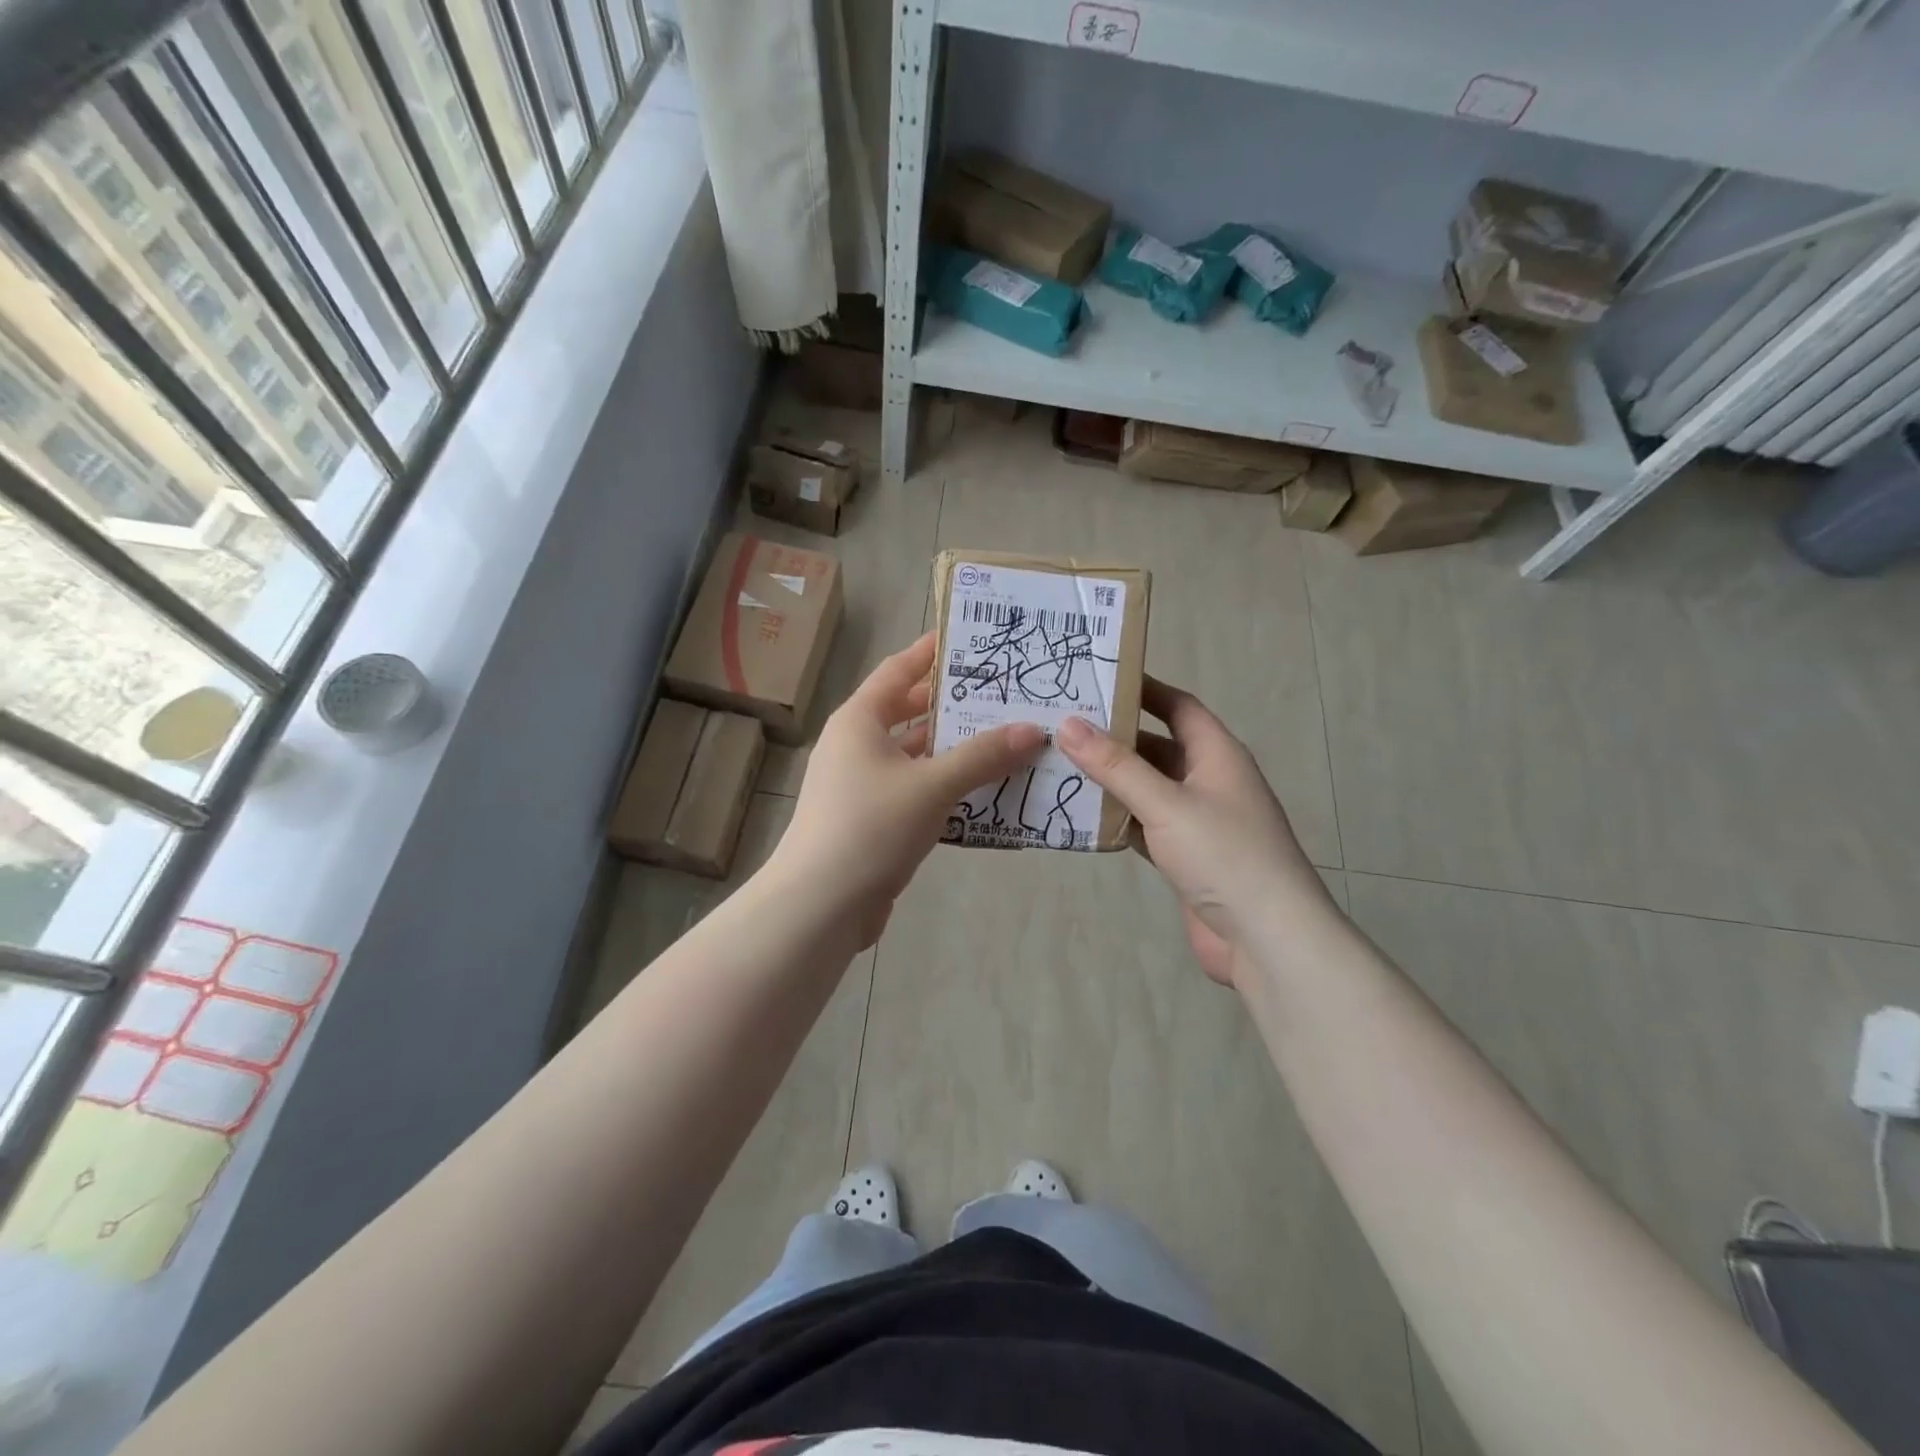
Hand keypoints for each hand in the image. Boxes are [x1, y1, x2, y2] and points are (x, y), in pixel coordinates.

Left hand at [767, 633, 1045, 948]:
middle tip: (1002, 691)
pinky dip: (945, 785)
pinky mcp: (872, 820)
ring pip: (915, 755)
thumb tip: (1033, 730)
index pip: (898, 670)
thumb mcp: (932, 785)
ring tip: (1006, 736)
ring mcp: (862, 785)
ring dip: (954, 748)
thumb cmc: (870, 827)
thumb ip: (983, 756)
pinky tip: (984, 790)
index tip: (970, 637)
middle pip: (908, 712)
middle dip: (952, 702)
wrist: (820, 905)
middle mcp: (856, 745)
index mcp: (859, 721)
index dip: (931, 651)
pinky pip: (916, 789)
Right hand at [1055, 677, 1331, 986]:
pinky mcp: (1187, 856)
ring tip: (1061, 764)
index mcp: (1217, 755)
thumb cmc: (1224, 856)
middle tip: (1062, 725)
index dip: (1142, 689)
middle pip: (1158, 746)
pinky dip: (1119, 818)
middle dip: (1115, 737)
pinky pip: (1147, 824)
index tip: (1096, 678)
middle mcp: (1209, 780)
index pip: (1178, 706)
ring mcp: (1199, 820)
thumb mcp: (1166, 803)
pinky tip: (1083, 815)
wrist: (1267, 939)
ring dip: (1113, 779)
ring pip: (1149, 788)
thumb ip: (1116, 766)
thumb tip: (1069, 723)